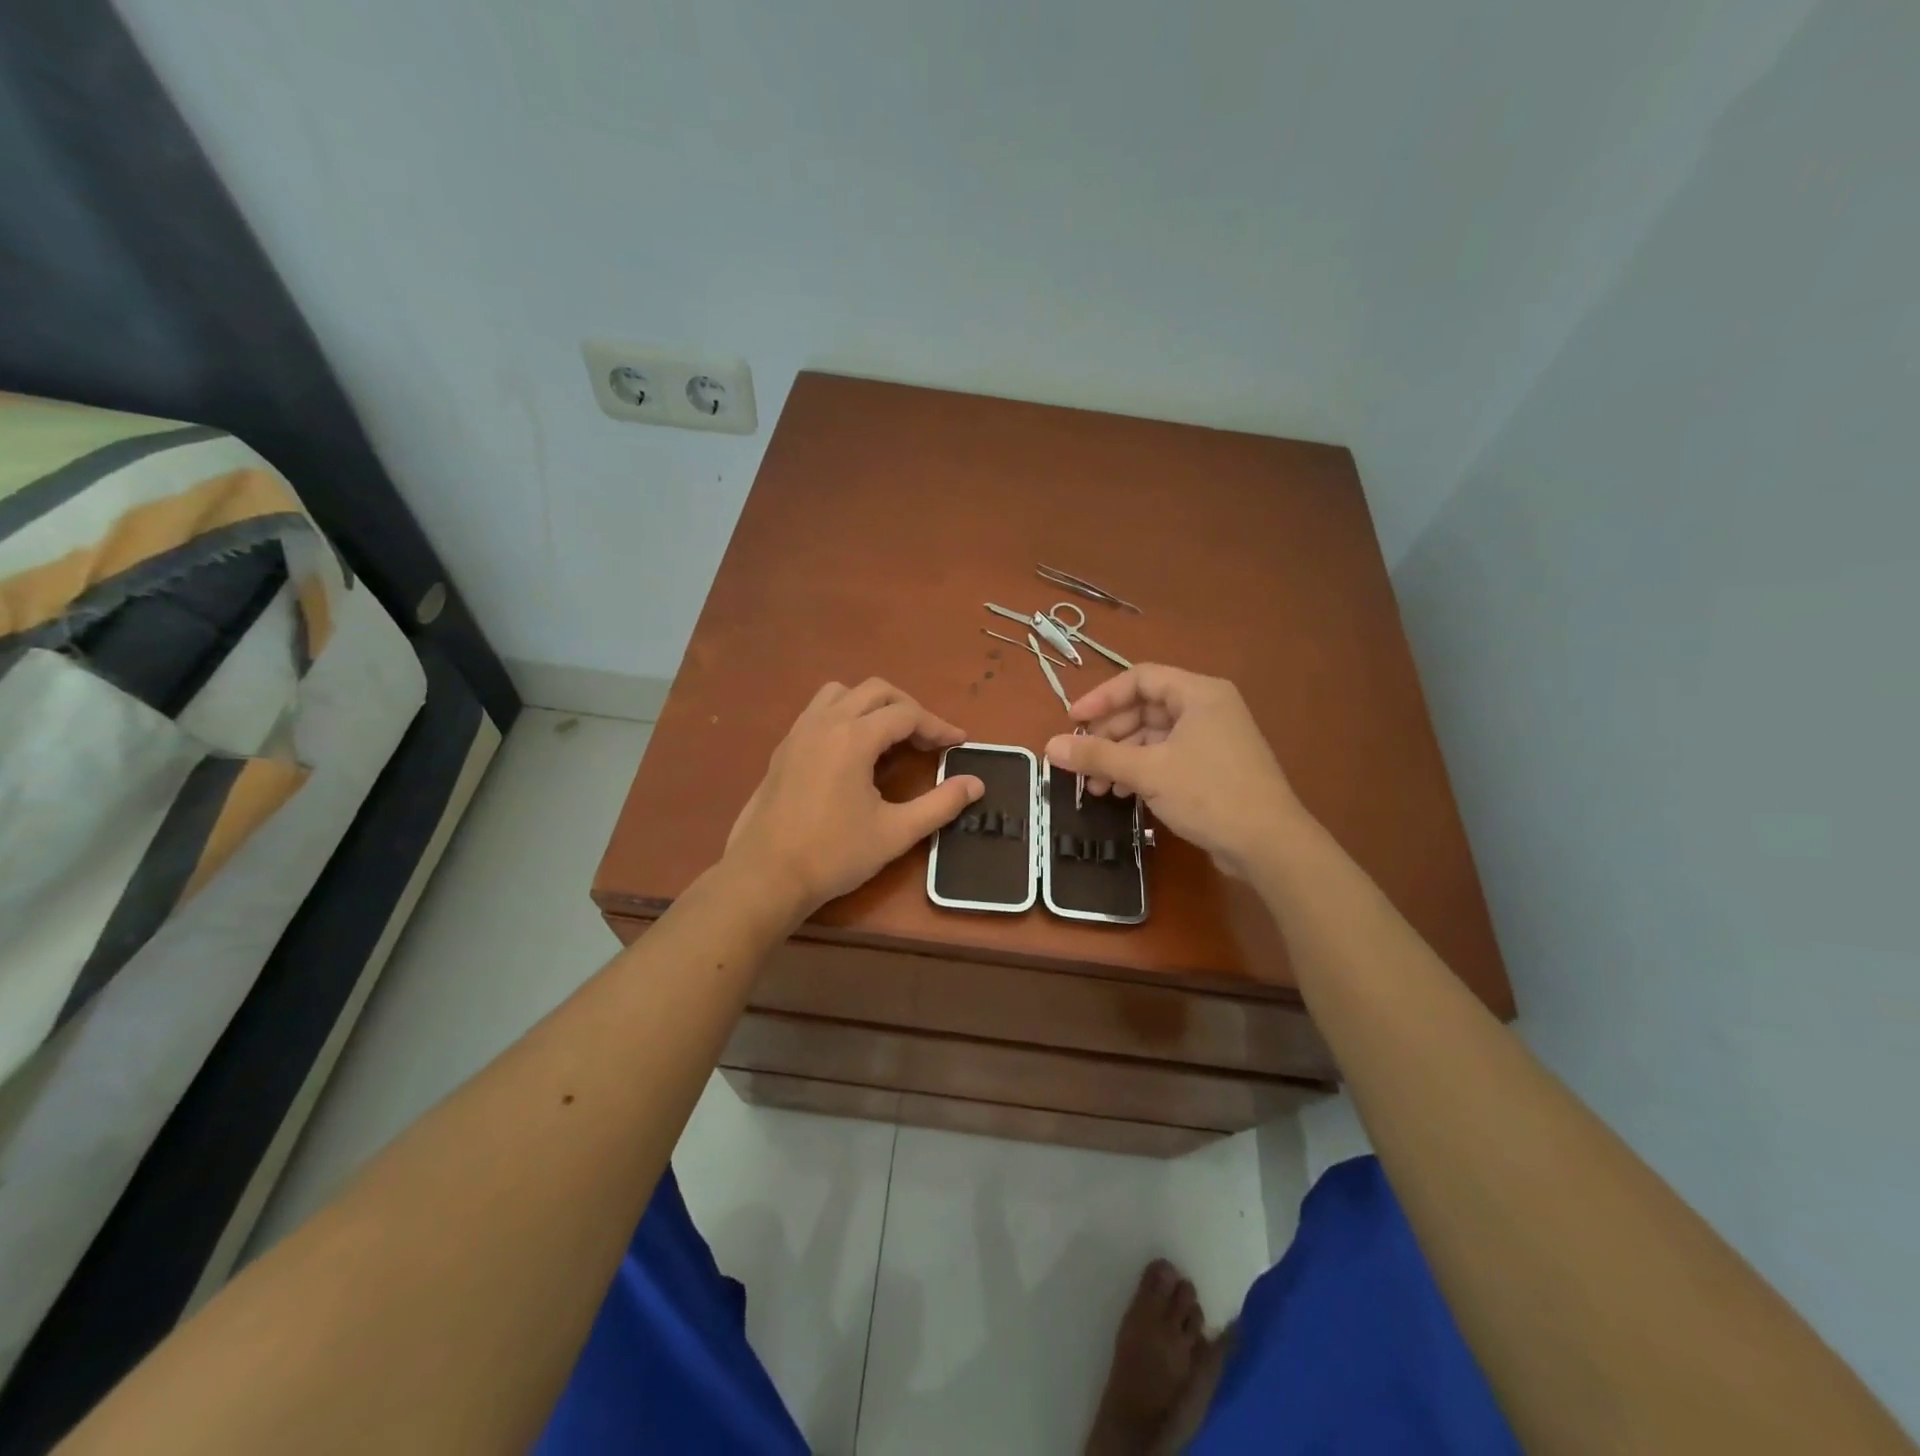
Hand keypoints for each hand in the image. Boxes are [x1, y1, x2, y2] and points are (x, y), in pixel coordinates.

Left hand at [726, 678, 983, 915]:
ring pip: (842, 693)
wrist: (765, 876)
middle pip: (876, 691)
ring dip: (872, 704)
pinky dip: (845, 715)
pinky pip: (819, 711)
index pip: (906, 714)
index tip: (959, 744)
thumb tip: (976, 784)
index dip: (937, 726)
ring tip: (890, 736)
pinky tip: (853, 750)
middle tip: (928, 739)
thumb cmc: (834, 854)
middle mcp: (825, 722)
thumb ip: (940, 804)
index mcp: (853, 737)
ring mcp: (799, 732)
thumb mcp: (896, 832)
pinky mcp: (784, 748)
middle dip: (908, 708)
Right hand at [1045, 664, 1304, 880]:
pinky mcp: (1212, 768)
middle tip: (1081, 760)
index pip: (1139, 679)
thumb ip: (1097, 755)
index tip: (1073, 721)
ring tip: (1096, 787)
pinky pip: (1166, 757)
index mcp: (1198, 693)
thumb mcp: (1147, 771)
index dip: (1102, 698)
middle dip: (1109, 735)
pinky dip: (1140, 771)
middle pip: (1144, 708)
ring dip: (1120, 757)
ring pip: (1153, 736)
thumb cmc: (1209, 794)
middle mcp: (1207, 708)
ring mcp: (1212, 739)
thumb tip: (1050, 746)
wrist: (1269, 844)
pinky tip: (1120, 794)